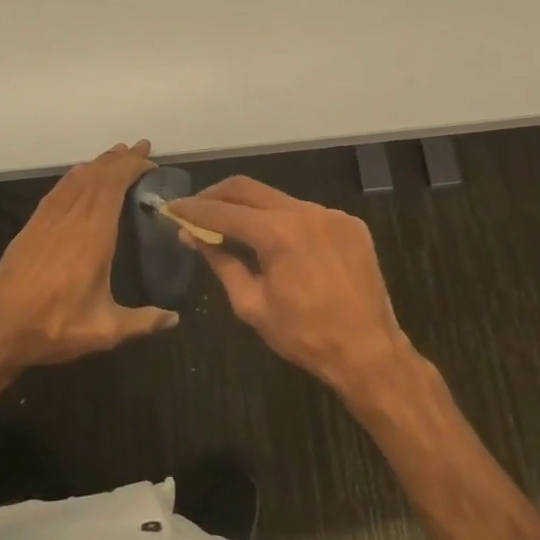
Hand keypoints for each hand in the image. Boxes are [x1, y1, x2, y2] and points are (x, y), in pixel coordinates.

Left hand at [0, 140, 178, 368]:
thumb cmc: (54, 328)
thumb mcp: (104, 331)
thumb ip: (143, 322)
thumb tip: (175, 318)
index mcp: (92, 238)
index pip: (113, 187)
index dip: (130, 167)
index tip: (149, 159)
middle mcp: (70, 220)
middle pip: (96, 177)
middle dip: (119, 159)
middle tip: (140, 148)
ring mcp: (46, 221)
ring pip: (75, 180)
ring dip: (97, 163)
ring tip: (116, 156)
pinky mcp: (30, 227)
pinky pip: (57, 191)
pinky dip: (74, 177)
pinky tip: (80, 176)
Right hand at [166, 176, 414, 399]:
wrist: (368, 350)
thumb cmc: (303, 335)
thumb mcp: (251, 304)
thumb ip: (222, 263)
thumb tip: (195, 237)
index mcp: (277, 232)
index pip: (223, 211)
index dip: (192, 210)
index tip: (171, 208)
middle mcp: (305, 211)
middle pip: (249, 189)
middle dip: (217, 196)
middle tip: (195, 209)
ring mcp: (332, 214)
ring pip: (280, 199)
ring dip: (252, 209)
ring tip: (233, 227)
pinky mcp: (351, 224)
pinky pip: (308, 214)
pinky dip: (285, 222)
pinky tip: (278, 243)